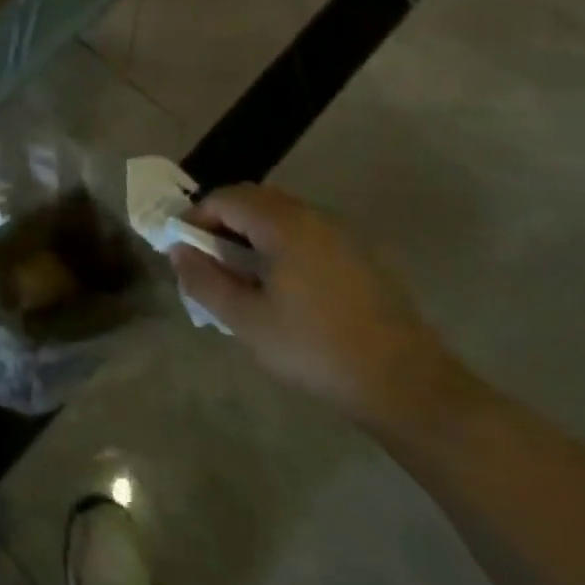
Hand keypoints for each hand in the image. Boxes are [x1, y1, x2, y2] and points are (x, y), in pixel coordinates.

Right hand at [170, 184, 461, 431]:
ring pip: (283, 214)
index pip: (225, 198)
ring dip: (253, 232)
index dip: (197, 218)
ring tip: (243, 275)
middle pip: (254, 199)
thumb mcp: (246, 321)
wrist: (406, 385)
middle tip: (210, 260)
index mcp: (284, 224)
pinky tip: (284, 285)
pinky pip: (308, 232)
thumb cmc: (316, 350)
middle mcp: (314, 216)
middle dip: (224, 222)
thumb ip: (204, 280)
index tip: (185, 250)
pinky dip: (282, 243)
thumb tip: (178, 251)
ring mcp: (343, 233)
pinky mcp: (362, 255)